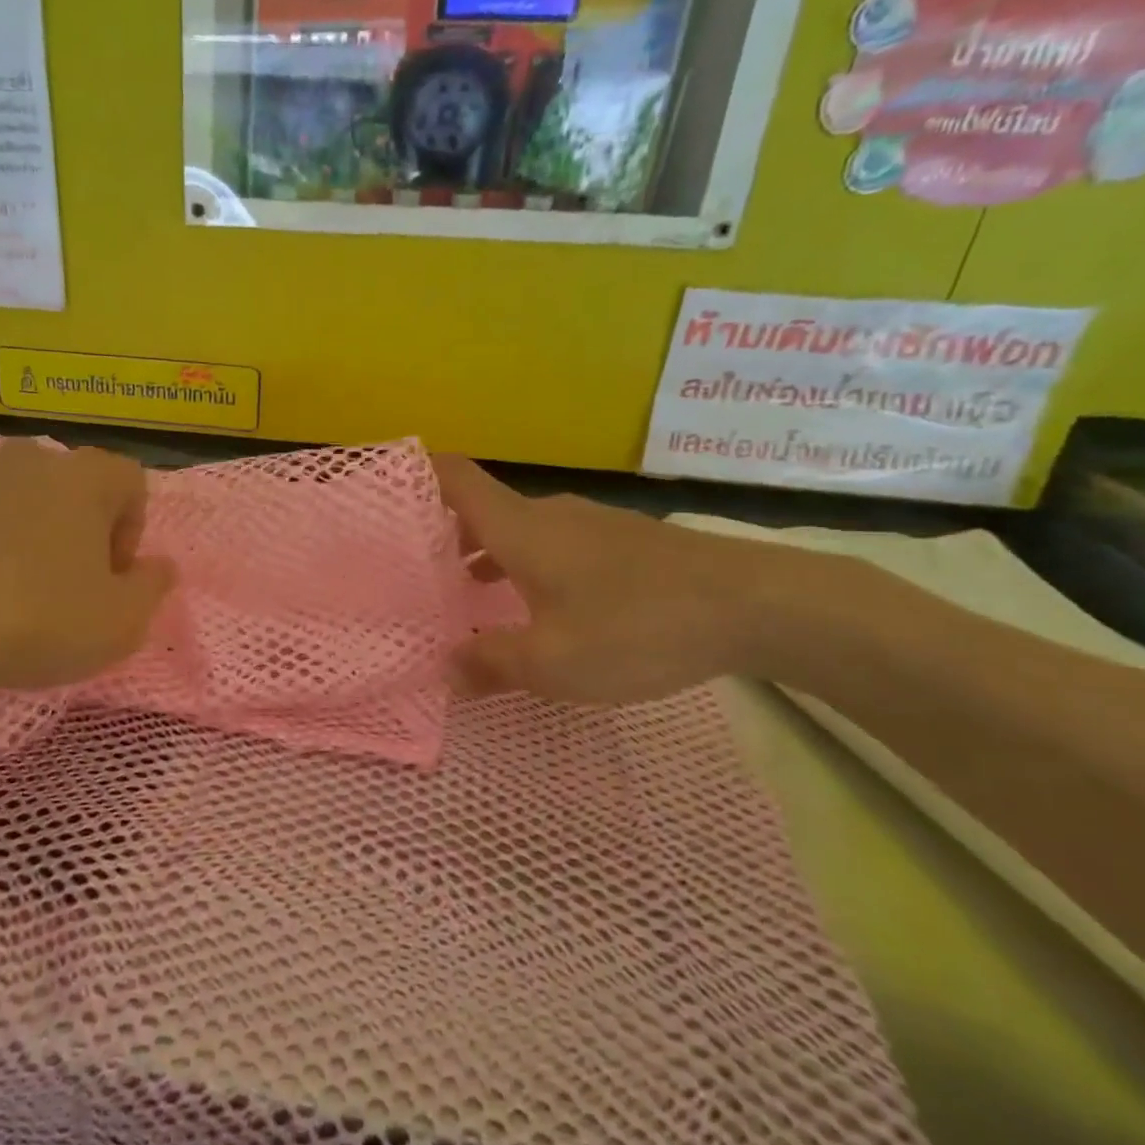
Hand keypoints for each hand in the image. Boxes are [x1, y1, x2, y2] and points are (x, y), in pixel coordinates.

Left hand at [0, 440, 176, 732]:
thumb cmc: (38, 617)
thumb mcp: (121, 621)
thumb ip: (153, 587)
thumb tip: (160, 565)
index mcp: (87, 476)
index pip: (131, 483)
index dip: (132, 531)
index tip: (112, 577)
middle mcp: (35, 459)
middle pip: (78, 489)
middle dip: (84, 533)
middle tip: (72, 587)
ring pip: (28, 500)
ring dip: (36, 536)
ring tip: (20, 591)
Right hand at [434, 456, 760, 704]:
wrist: (758, 606)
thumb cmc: (636, 626)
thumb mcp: (552, 662)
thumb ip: (491, 663)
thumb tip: (445, 669)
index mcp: (520, 528)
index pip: (455, 478)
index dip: (417, 474)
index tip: (386, 492)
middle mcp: (550, 515)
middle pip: (483, 509)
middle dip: (447, 535)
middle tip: (420, 572)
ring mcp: (592, 525)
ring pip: (521, 530)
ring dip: (489, 554)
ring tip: (471, 596)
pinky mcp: (625, 544)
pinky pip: (556, 544)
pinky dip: (529, 565)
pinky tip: (542, 608)